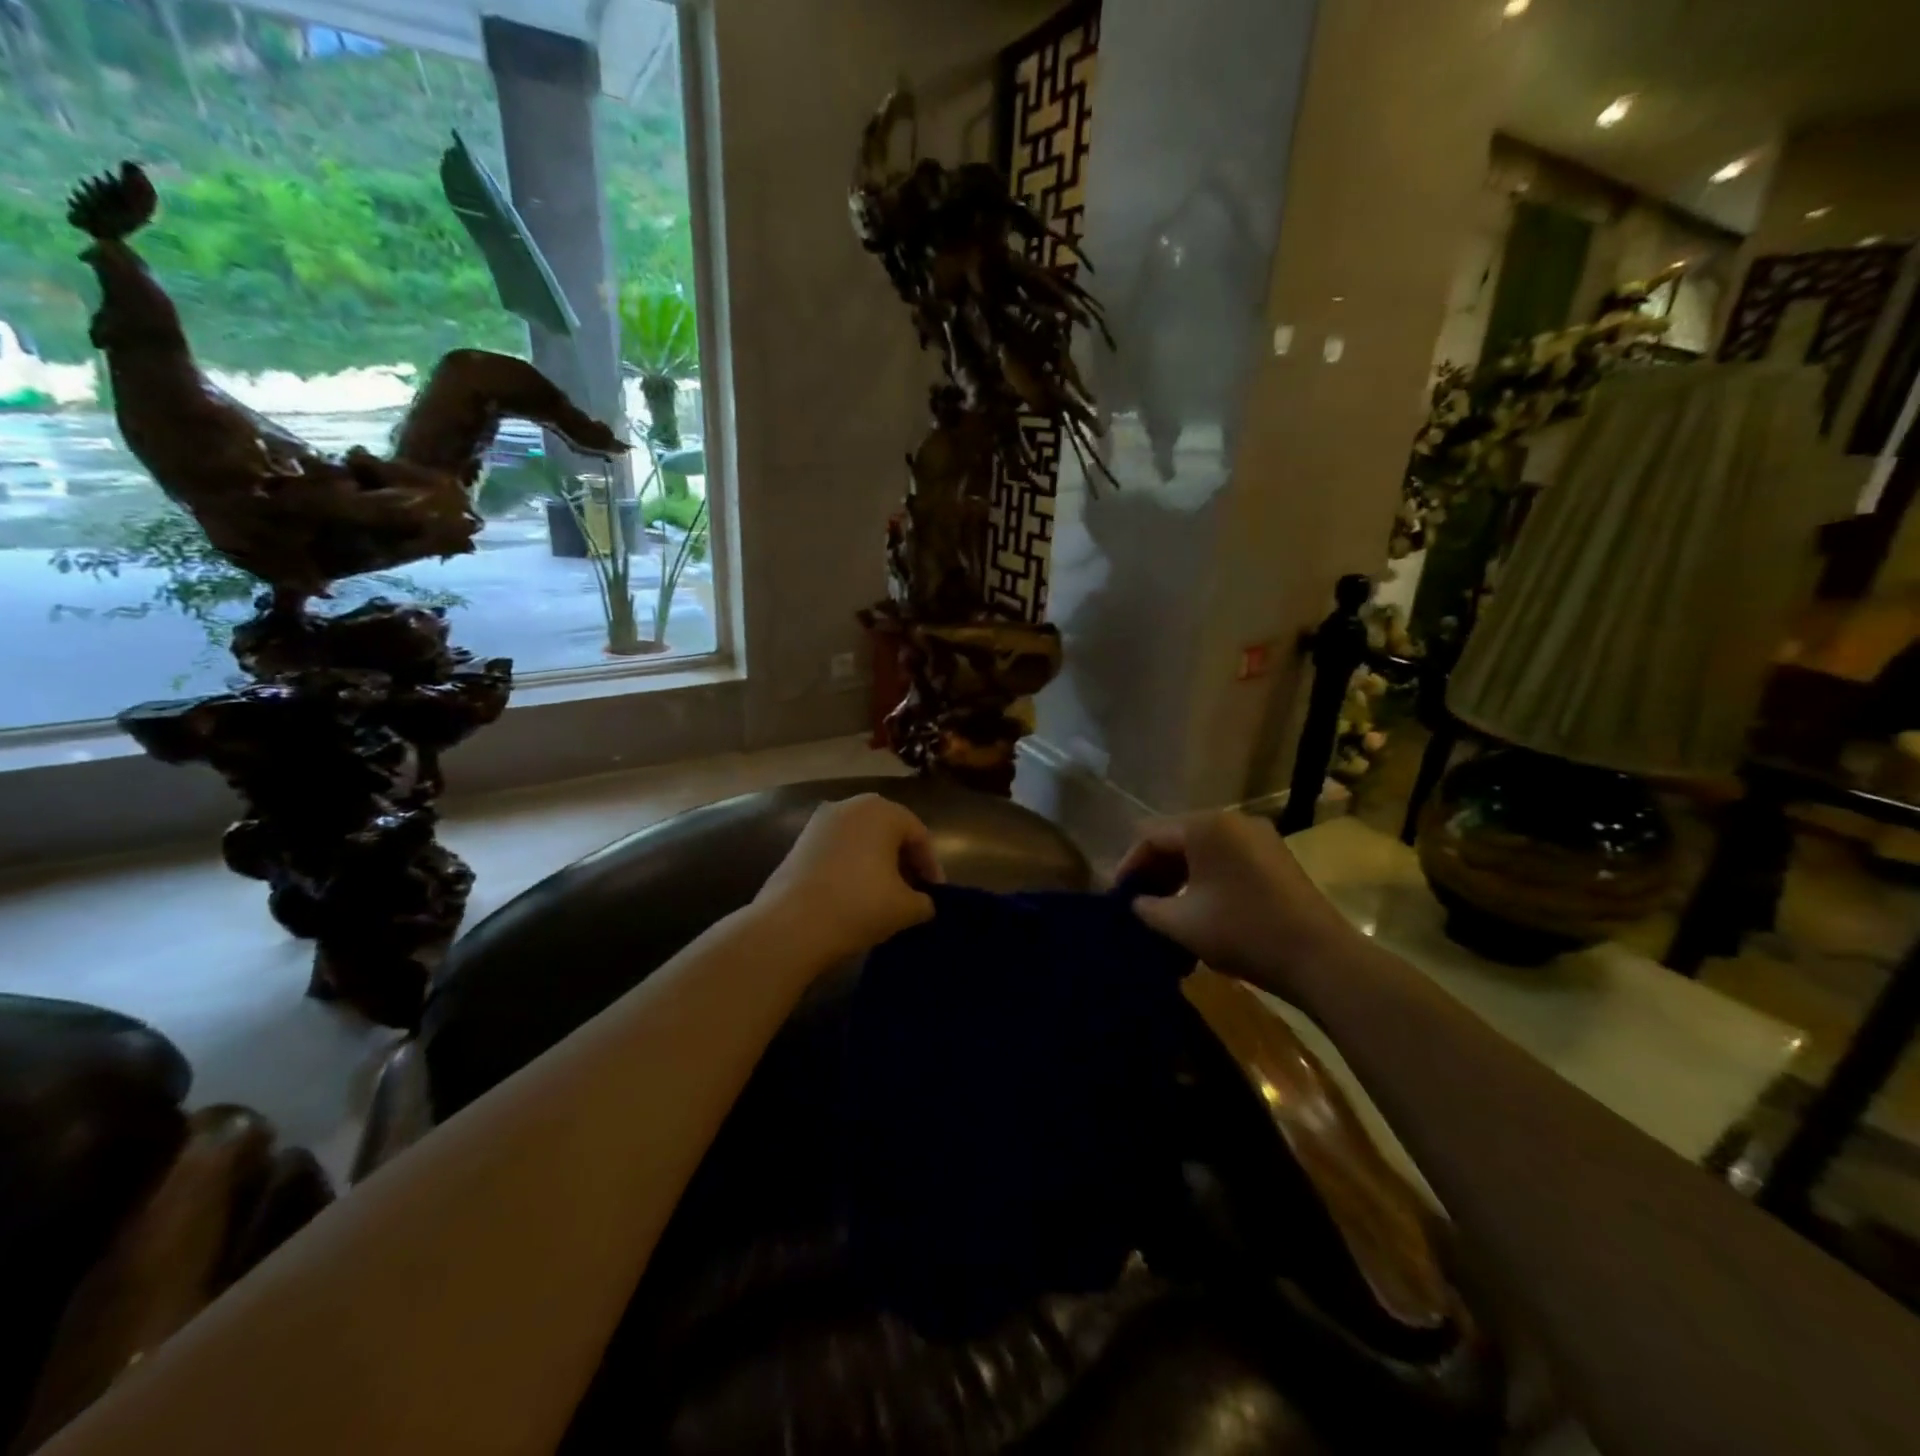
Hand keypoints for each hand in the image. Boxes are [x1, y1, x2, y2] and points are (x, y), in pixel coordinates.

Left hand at [755, 795, 943, 964]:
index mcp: (882, 811)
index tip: (935, 895)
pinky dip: (852, 866)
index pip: (919, 835)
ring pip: (861, 840)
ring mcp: (820, 822)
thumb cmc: (859, 905)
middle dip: (904, 861)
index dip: (931, 867)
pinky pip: (838, 849)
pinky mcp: (799, 842)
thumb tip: (923, 903)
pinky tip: (854, 895)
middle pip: (889, 831)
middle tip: (913, 892)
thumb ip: (925, 901)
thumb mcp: (906, 908)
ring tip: (884, 896)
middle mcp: (851, 805)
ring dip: (877, 863)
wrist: (791, 925)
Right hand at [1118, 812, 1356, 991]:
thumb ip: (1147, 907)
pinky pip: (1227, 859)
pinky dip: (1206, 878)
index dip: (1129, 865)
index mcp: (1206, 827)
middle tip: (1140, 903)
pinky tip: (1200, 907)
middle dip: (1155, 870)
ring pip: (1203, 850)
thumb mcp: (1181, 924)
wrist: (1320, 958)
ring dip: (1180, 875)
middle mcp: (1233, 821)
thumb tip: (1136, 902)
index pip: (1151, 836)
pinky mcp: (1276, 858)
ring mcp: (1259, 837)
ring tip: (1166, 908)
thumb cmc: (1243, 932)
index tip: (1118, 896)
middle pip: (1178, 838)